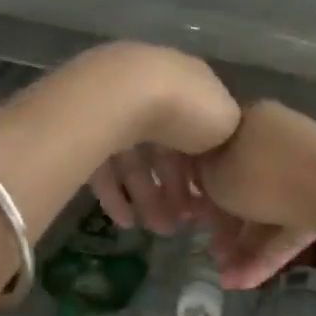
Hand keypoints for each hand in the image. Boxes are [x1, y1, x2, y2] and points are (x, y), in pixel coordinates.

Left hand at [82, 45, 238, 234]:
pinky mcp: (87, 125)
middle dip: (175, 190)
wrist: (125, 94)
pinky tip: (125, 220)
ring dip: (149, 197)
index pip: (200, 131)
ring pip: (137, 159)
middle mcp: (156, 89)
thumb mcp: (228, 122)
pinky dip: (116, 194)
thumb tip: (217, 154)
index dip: (204, 169)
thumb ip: (228, 138)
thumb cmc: (188, 108)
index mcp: (192, 85)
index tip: (207, 203)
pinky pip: (105, 164)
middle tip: (179, 224)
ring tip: (157, 229)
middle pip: (167, 149)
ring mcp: (119, 106)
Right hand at [197, 102, 315, 288]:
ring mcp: (304, 169)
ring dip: (244, 245)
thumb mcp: (215, 175)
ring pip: (266, 208)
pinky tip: (246, 282)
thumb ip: (202, 177)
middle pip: (243, 182)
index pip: (217, 147)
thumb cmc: (264, 175)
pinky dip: (269, 251)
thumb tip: (201, 177)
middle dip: (224, 223)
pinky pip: (289, 224)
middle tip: (210, 249)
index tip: (189, 210)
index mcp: (250, 119)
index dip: (198, 181)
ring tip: (227, 278)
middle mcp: (277, 139)